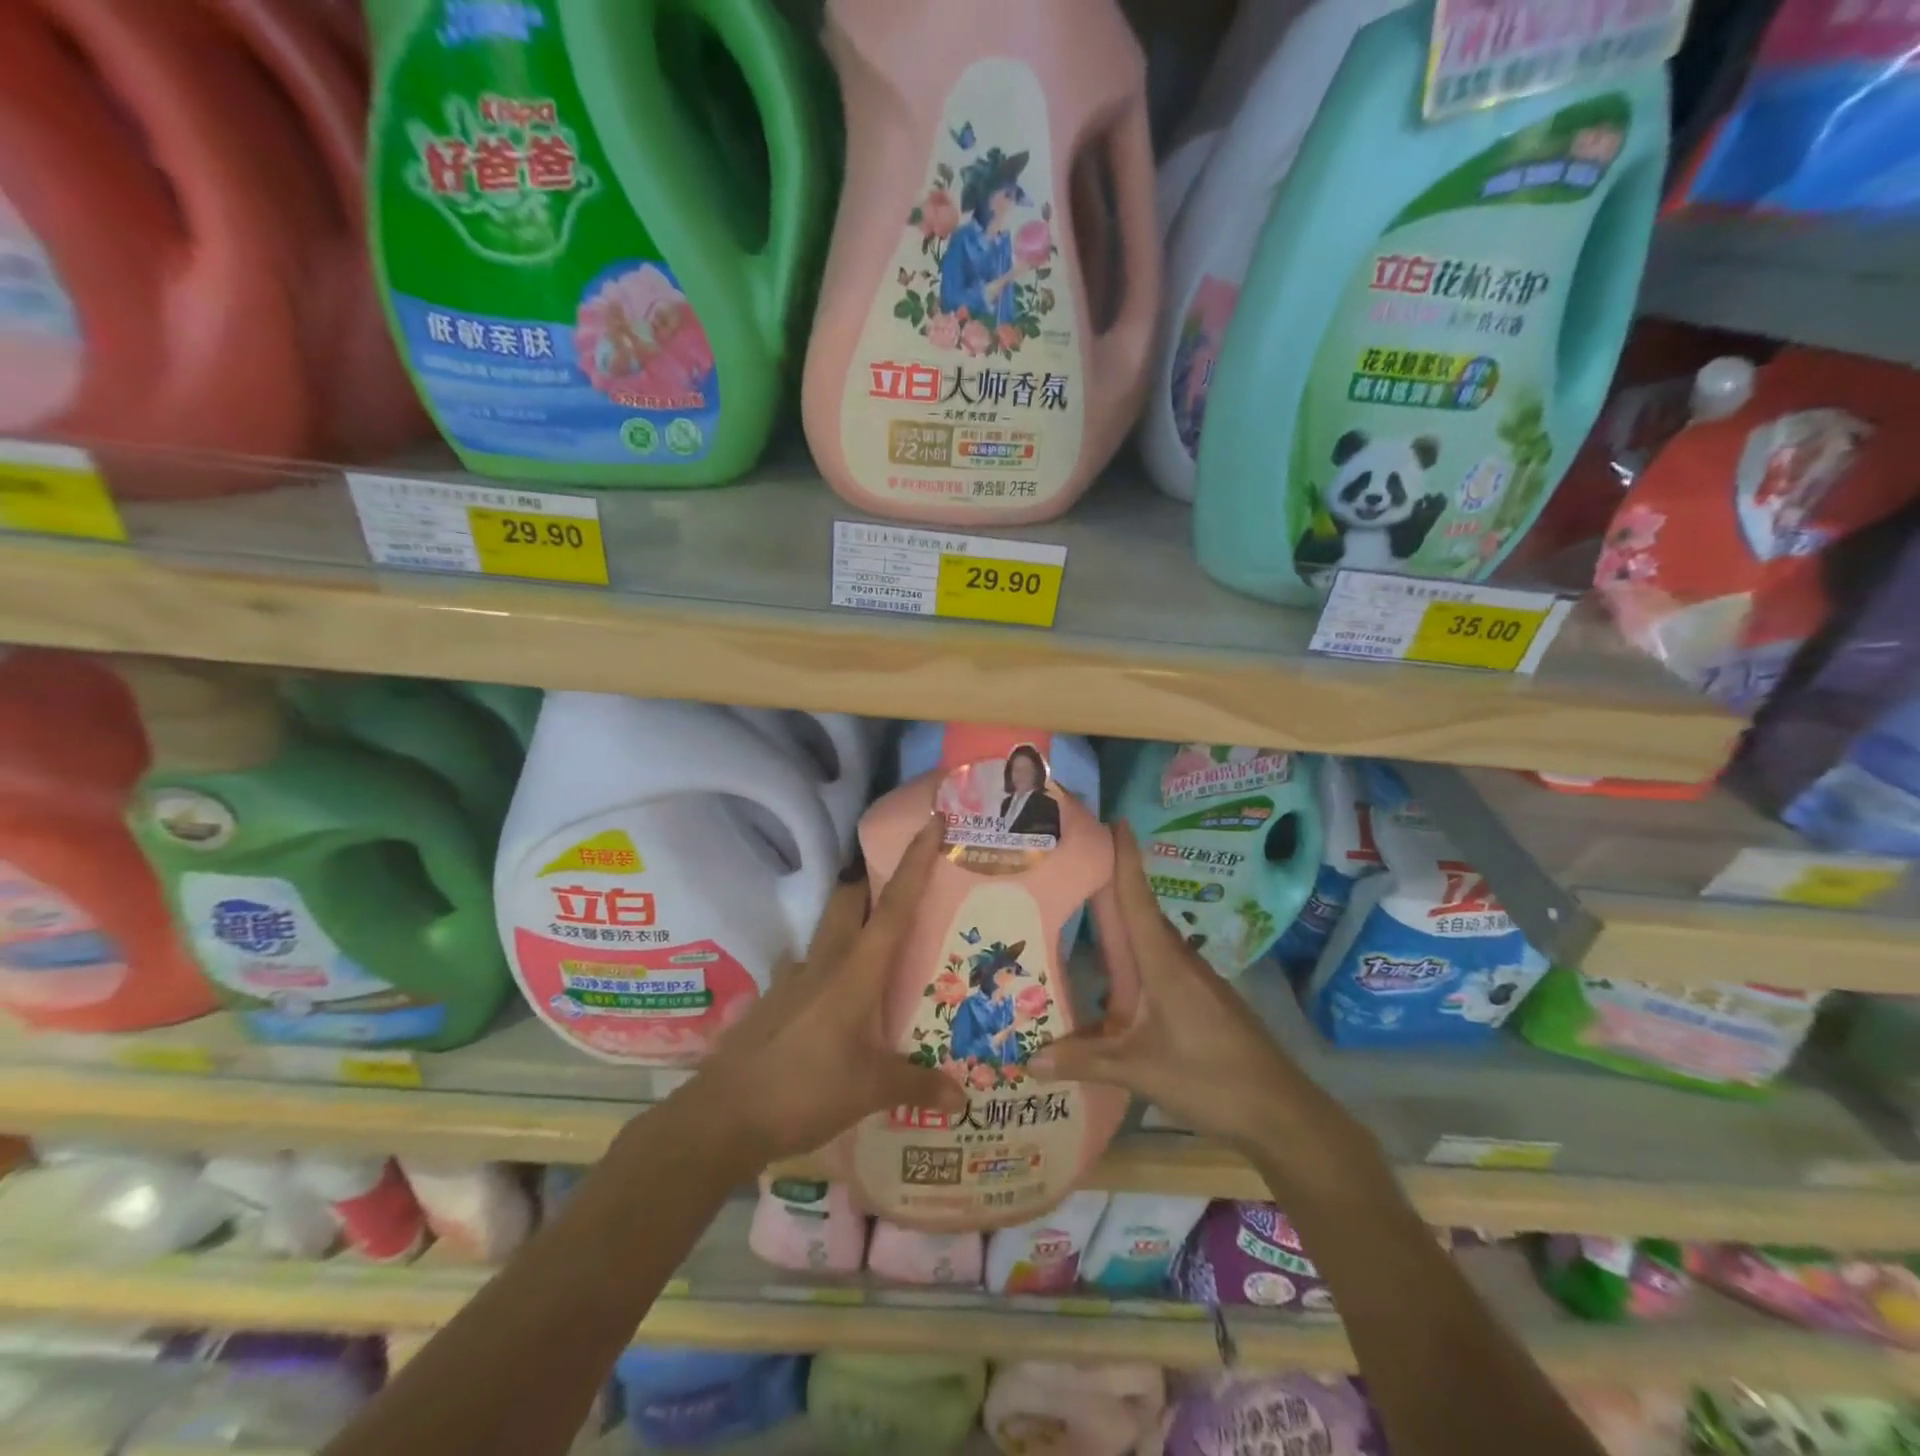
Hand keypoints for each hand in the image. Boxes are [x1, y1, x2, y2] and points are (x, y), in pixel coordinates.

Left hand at [683, 817, 964, 1166]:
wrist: (724, 1114)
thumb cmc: (805, 1091)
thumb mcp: (870, 1091)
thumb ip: (917, 1086)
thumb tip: (962, 1098)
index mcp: (856, 971)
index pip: (895, 906)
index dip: (916, 862)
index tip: (932, 822)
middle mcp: (826, 961)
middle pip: (851, 899)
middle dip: (874, 880)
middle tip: (903, 882)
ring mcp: (795, 977)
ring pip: (828, 928)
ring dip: (851, 919)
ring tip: (877, 941)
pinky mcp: (776, 998)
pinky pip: (809, 965)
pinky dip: (828, 964)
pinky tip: (836, 994)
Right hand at [1028, 823, 1352, 1161]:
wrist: (1279, 1111)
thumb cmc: (1209, 1079)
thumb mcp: (1139, 1071)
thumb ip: (1084, 1060)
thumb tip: (1028, 1058)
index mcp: (1163, 964)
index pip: (1138, 899)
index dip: (1125, 859)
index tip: (1113, 822)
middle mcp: (1178, 961)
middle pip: (1140, 913)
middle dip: (1113, 886)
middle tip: (1076, 866)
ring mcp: (1194, 981)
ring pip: (1150, 942)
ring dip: (1123, 925)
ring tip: (1085, 918)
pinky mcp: (1201, 1000)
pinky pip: (1159, 965)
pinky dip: (1134, 959)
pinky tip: (1115, 981)